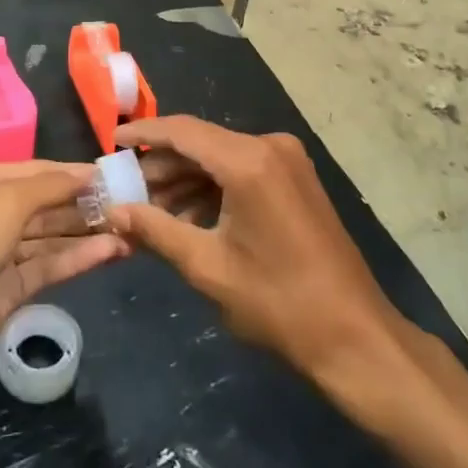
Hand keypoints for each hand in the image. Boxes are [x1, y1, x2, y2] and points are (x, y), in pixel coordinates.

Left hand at [0, 161, 126, 397]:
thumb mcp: (1, 201)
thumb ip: (50, 186)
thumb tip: (89, 173)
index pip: (37, 171)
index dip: (75, 173)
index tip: (117, 176)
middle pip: (44, 204)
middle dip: (85, 204)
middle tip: (134, 205)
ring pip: (48, 238)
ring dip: (87, 233)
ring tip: (133, 230)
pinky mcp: (4, 295)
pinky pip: (46, 269)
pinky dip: (77, 259)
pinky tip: (111, 252)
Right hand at [106, 116, 403, 388]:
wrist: (355, 336)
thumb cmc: (278, 303)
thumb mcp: (208, 267)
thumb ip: (156, 230)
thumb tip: (113, 211)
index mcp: (248, 161)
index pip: (183, 131)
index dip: (144, 133)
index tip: (112, 143)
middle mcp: (270, 146)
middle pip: (202, 142)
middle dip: (163, 166)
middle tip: (127, 191)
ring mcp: (288, 160)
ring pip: (222, 157)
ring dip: (187, 180)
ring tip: (153, 212)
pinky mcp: (297, 178)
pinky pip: (244, 169)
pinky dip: (214, 187)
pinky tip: (191, 218)